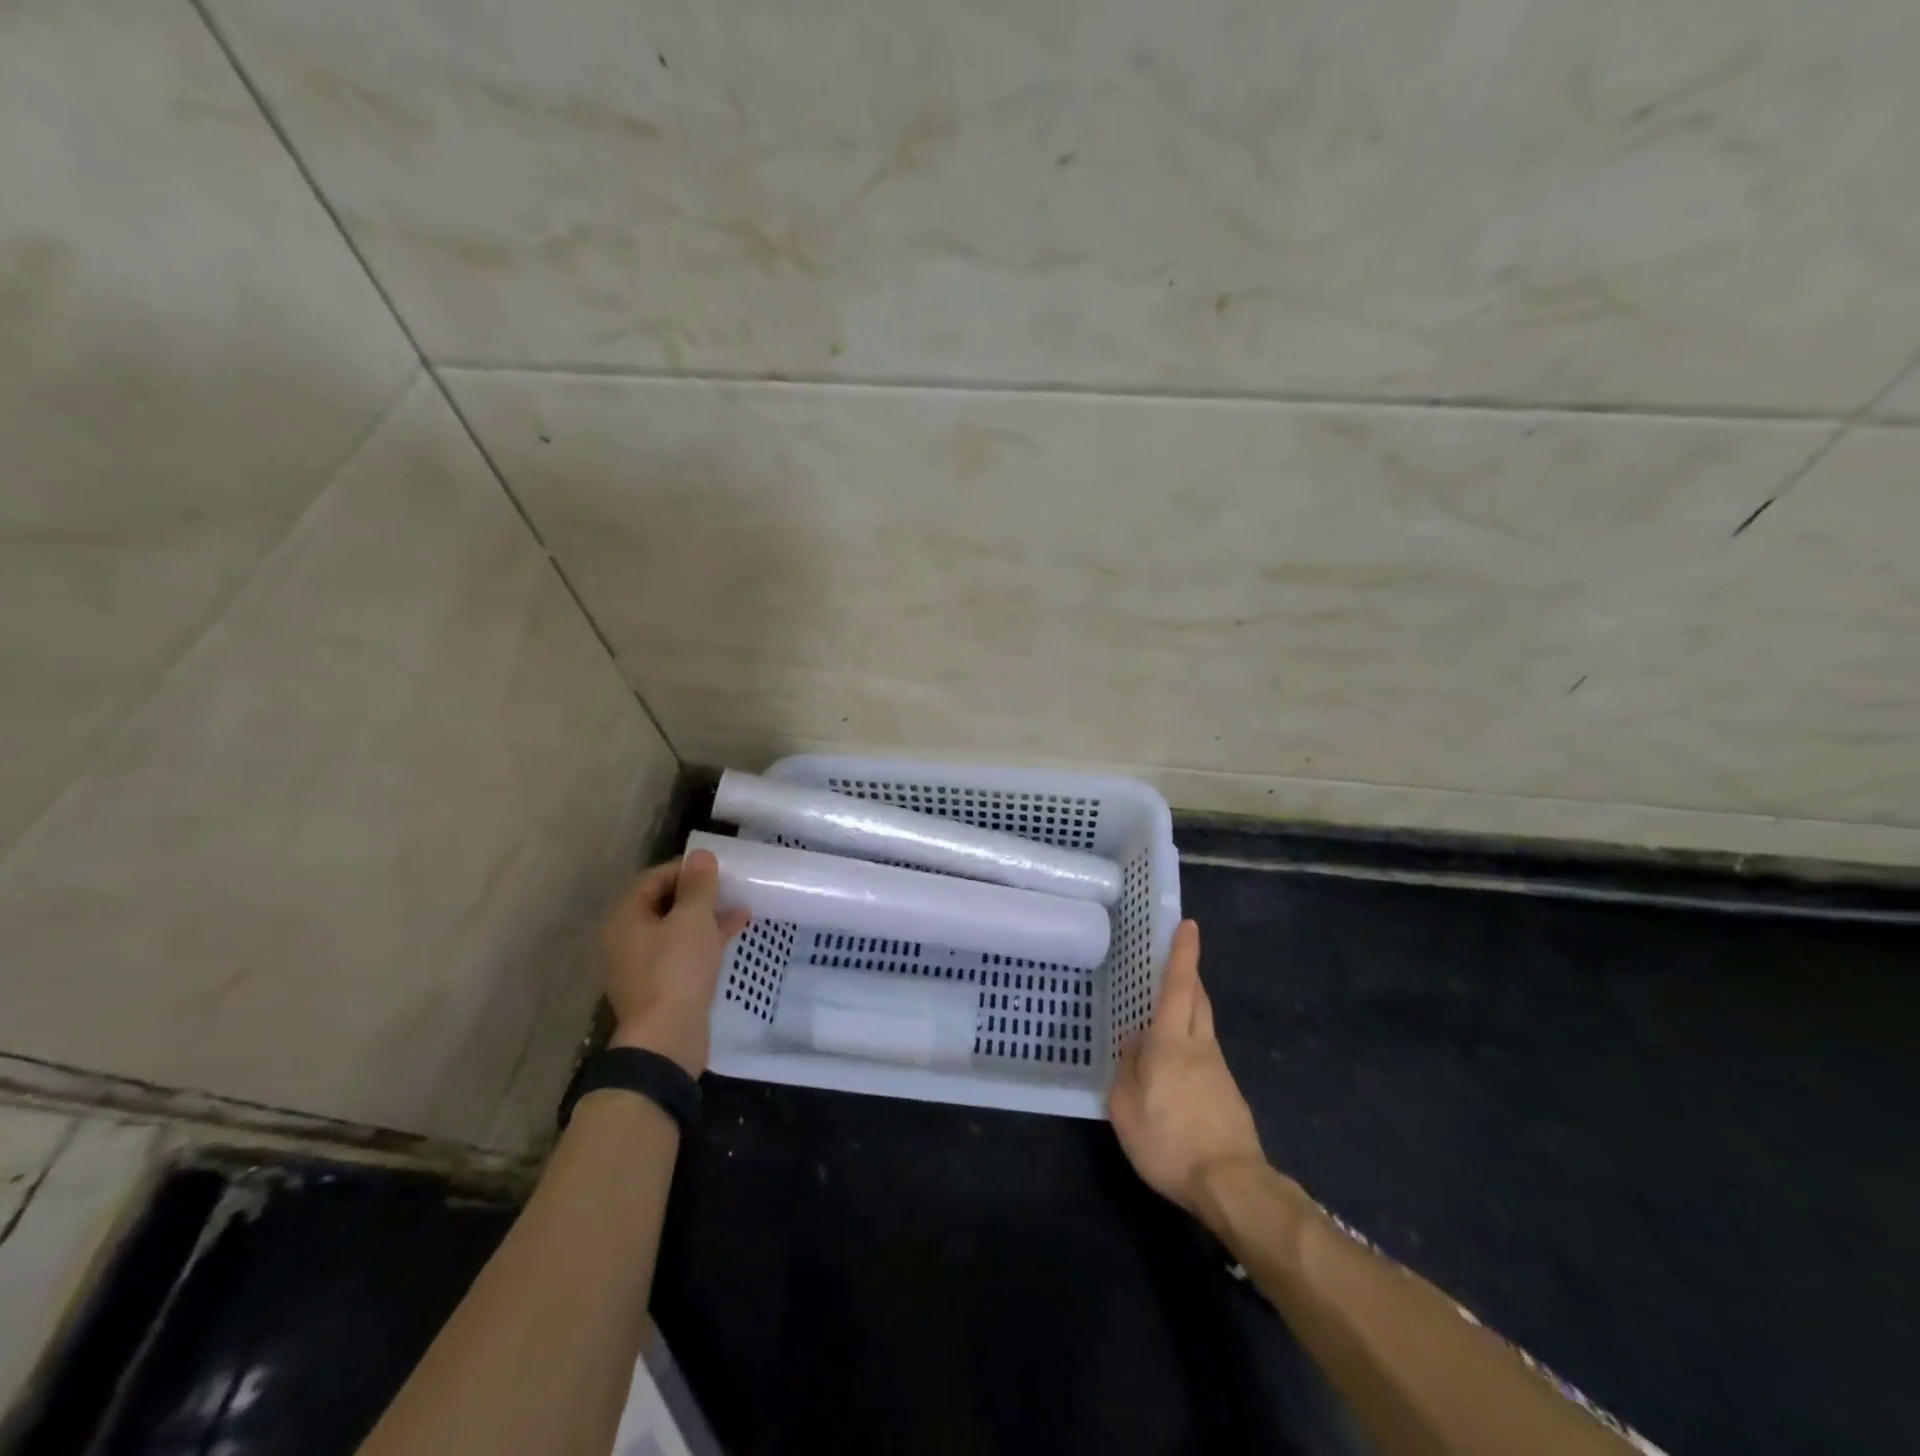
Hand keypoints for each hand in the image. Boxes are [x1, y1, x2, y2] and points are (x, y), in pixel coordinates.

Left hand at [602, 850, 749, 1075]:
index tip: (715, 868)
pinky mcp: (660, 987)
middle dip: (696, 893)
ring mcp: (642, 966)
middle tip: (727, 886)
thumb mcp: (693, 919)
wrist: (667, 1038)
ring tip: (738, 906)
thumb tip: (700, 855)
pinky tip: (733, 934)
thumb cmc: (677, 969)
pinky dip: (705, 941)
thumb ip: (698, 885)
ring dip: (704, 917)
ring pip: (675, 930)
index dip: (684, 869)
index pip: (652, 879)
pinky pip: (682, 953)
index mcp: (625, 919)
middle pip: (662, 904)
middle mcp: (626, 940)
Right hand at [1108, 920, 1265, 1221]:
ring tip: (1163, 1011)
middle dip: (1189, 974)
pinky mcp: (1228, 1093)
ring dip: (1188, 1007)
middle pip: (1198, 998)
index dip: (1182, 953)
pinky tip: (1173, 1066)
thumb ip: (1125, 1071)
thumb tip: (1133, 1045)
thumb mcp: (1126, 1108)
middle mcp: (1200, 1046)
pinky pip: (1205, 1052)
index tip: (1189, 924)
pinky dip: (1190, 1042)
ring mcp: (1218, 1069)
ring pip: (1203, 1024)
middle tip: (1173, 959)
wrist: (1231, 1185)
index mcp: (1172, 1042)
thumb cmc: (1170, 1140)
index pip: (1178, 986)